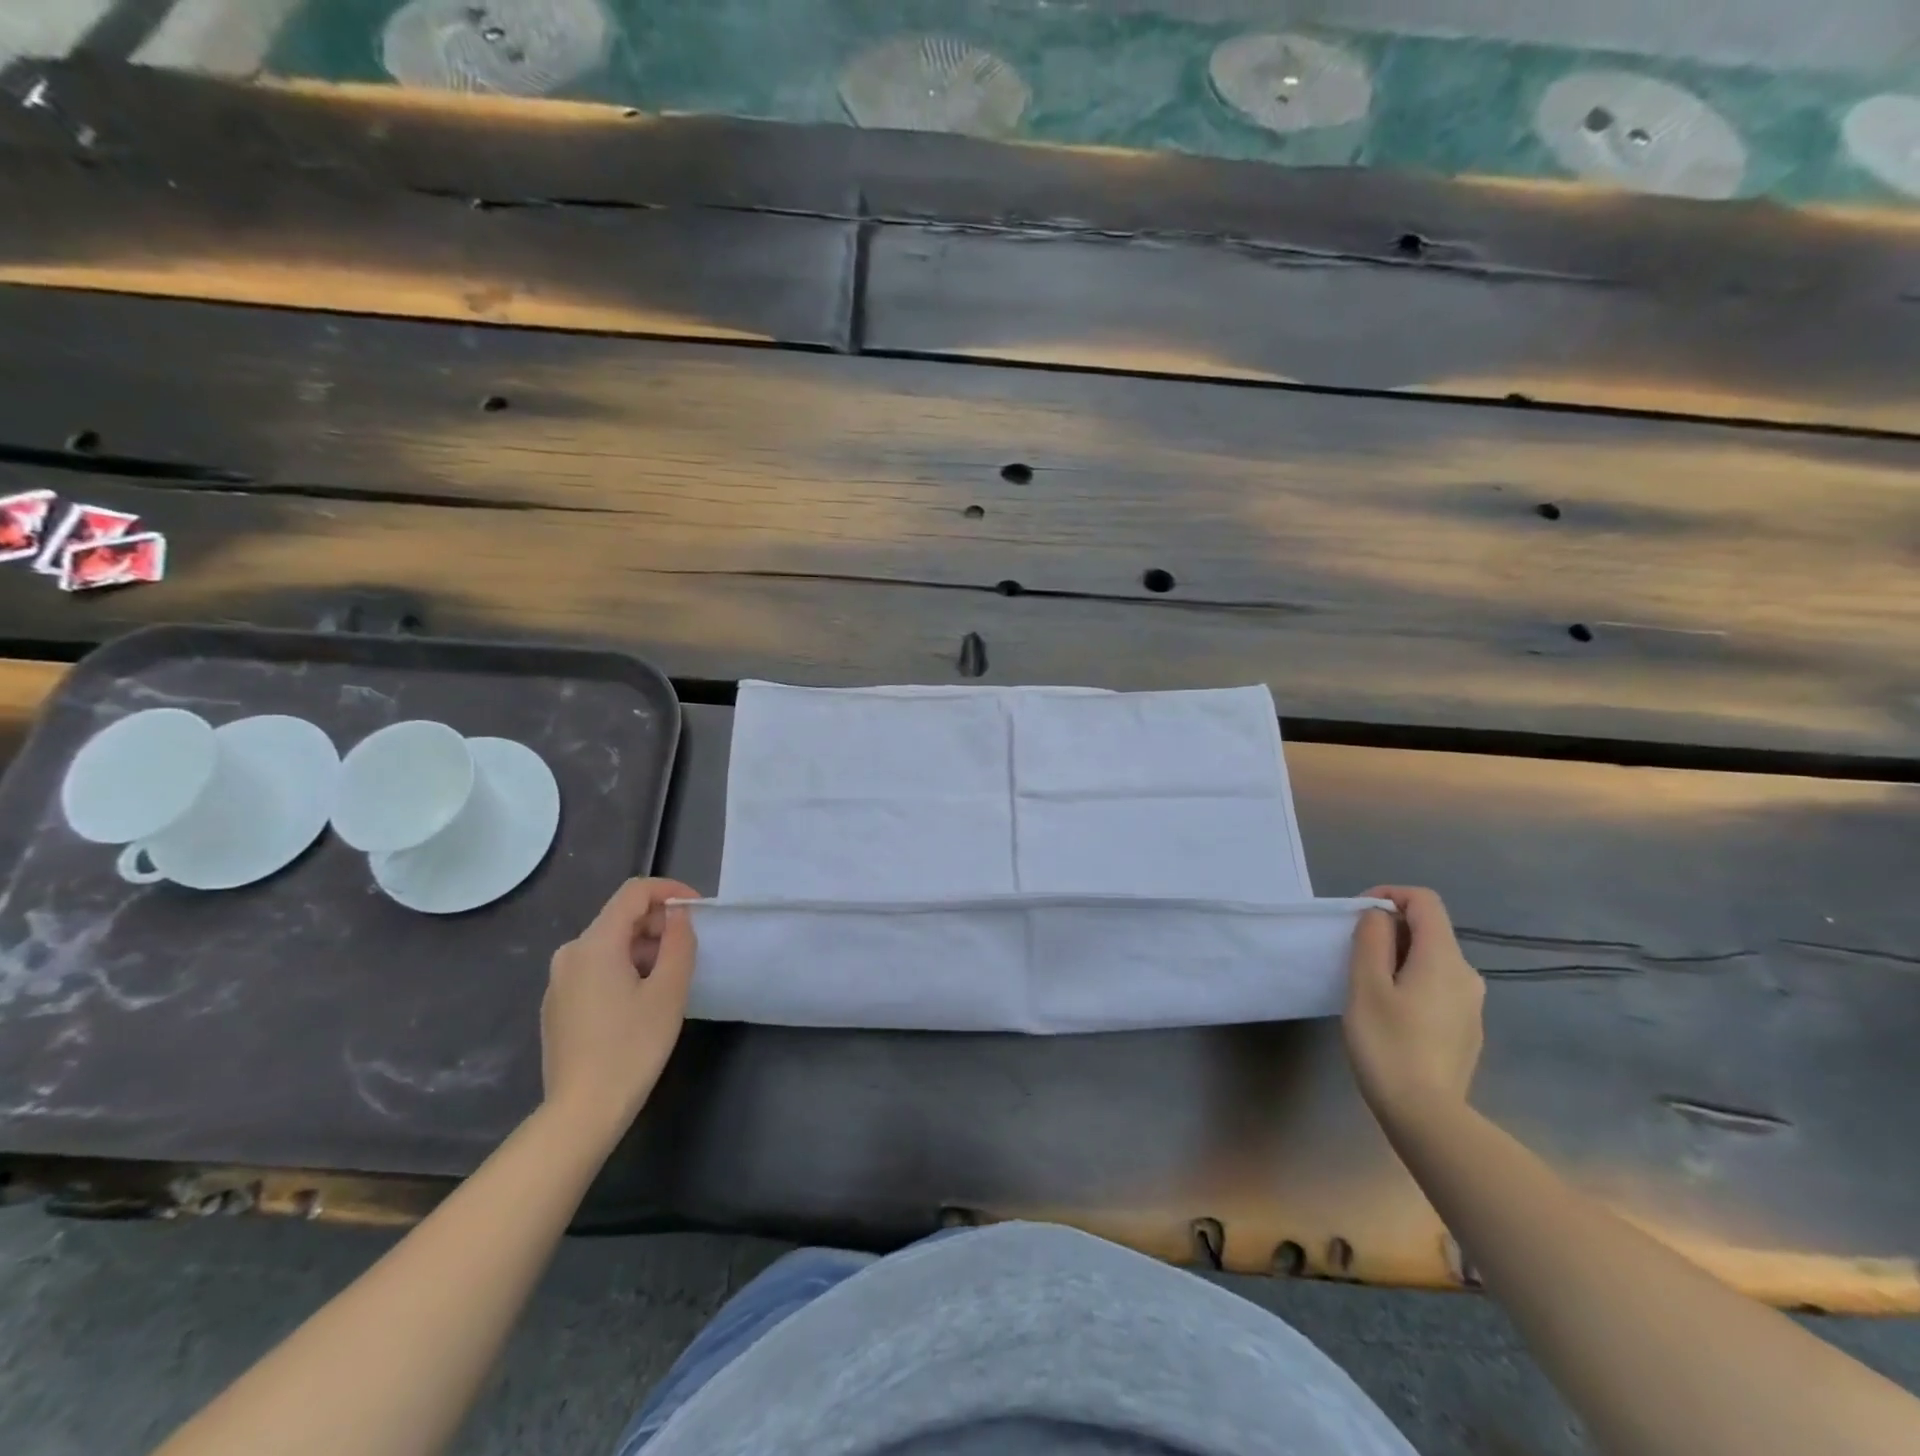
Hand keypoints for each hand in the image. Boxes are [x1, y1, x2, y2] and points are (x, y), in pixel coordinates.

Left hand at [540, 878, 698, 1145]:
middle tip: (690, 948)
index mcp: (595, 943)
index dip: (670, 891)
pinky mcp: (557, 1005)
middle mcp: (570, 953)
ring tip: (671, 977)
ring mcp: (559, 981)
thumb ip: (679, 942)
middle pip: (620, 917)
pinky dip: (624, 968)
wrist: (581, 1112)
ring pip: (609, 944)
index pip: (634, 892)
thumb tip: (678, 915)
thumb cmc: (632, 1047)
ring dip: (644, 948)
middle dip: (659, 923)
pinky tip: (642, 1000)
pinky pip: (595, 968)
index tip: (698, 910)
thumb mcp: (669, 991)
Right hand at [1343, 885, 1484, 1129]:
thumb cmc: (1388, 1043)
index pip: (1424, 901)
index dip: (1389, 895)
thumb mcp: (1365, 985)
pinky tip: (1390, 1014)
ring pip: (1432, 960)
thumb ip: (1371, 939)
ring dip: (1398, 957)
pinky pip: (1437, 987)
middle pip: (1429, 930)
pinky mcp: (1467, 1029)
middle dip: (1389, 929)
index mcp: (1443, 958)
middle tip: (1353, 953)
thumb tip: (1378, 915)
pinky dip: (1411, 982)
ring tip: (1366, 985)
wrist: (1428, 1116)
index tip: (1357, 914)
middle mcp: (1467, 974)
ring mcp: (1471, 1005)